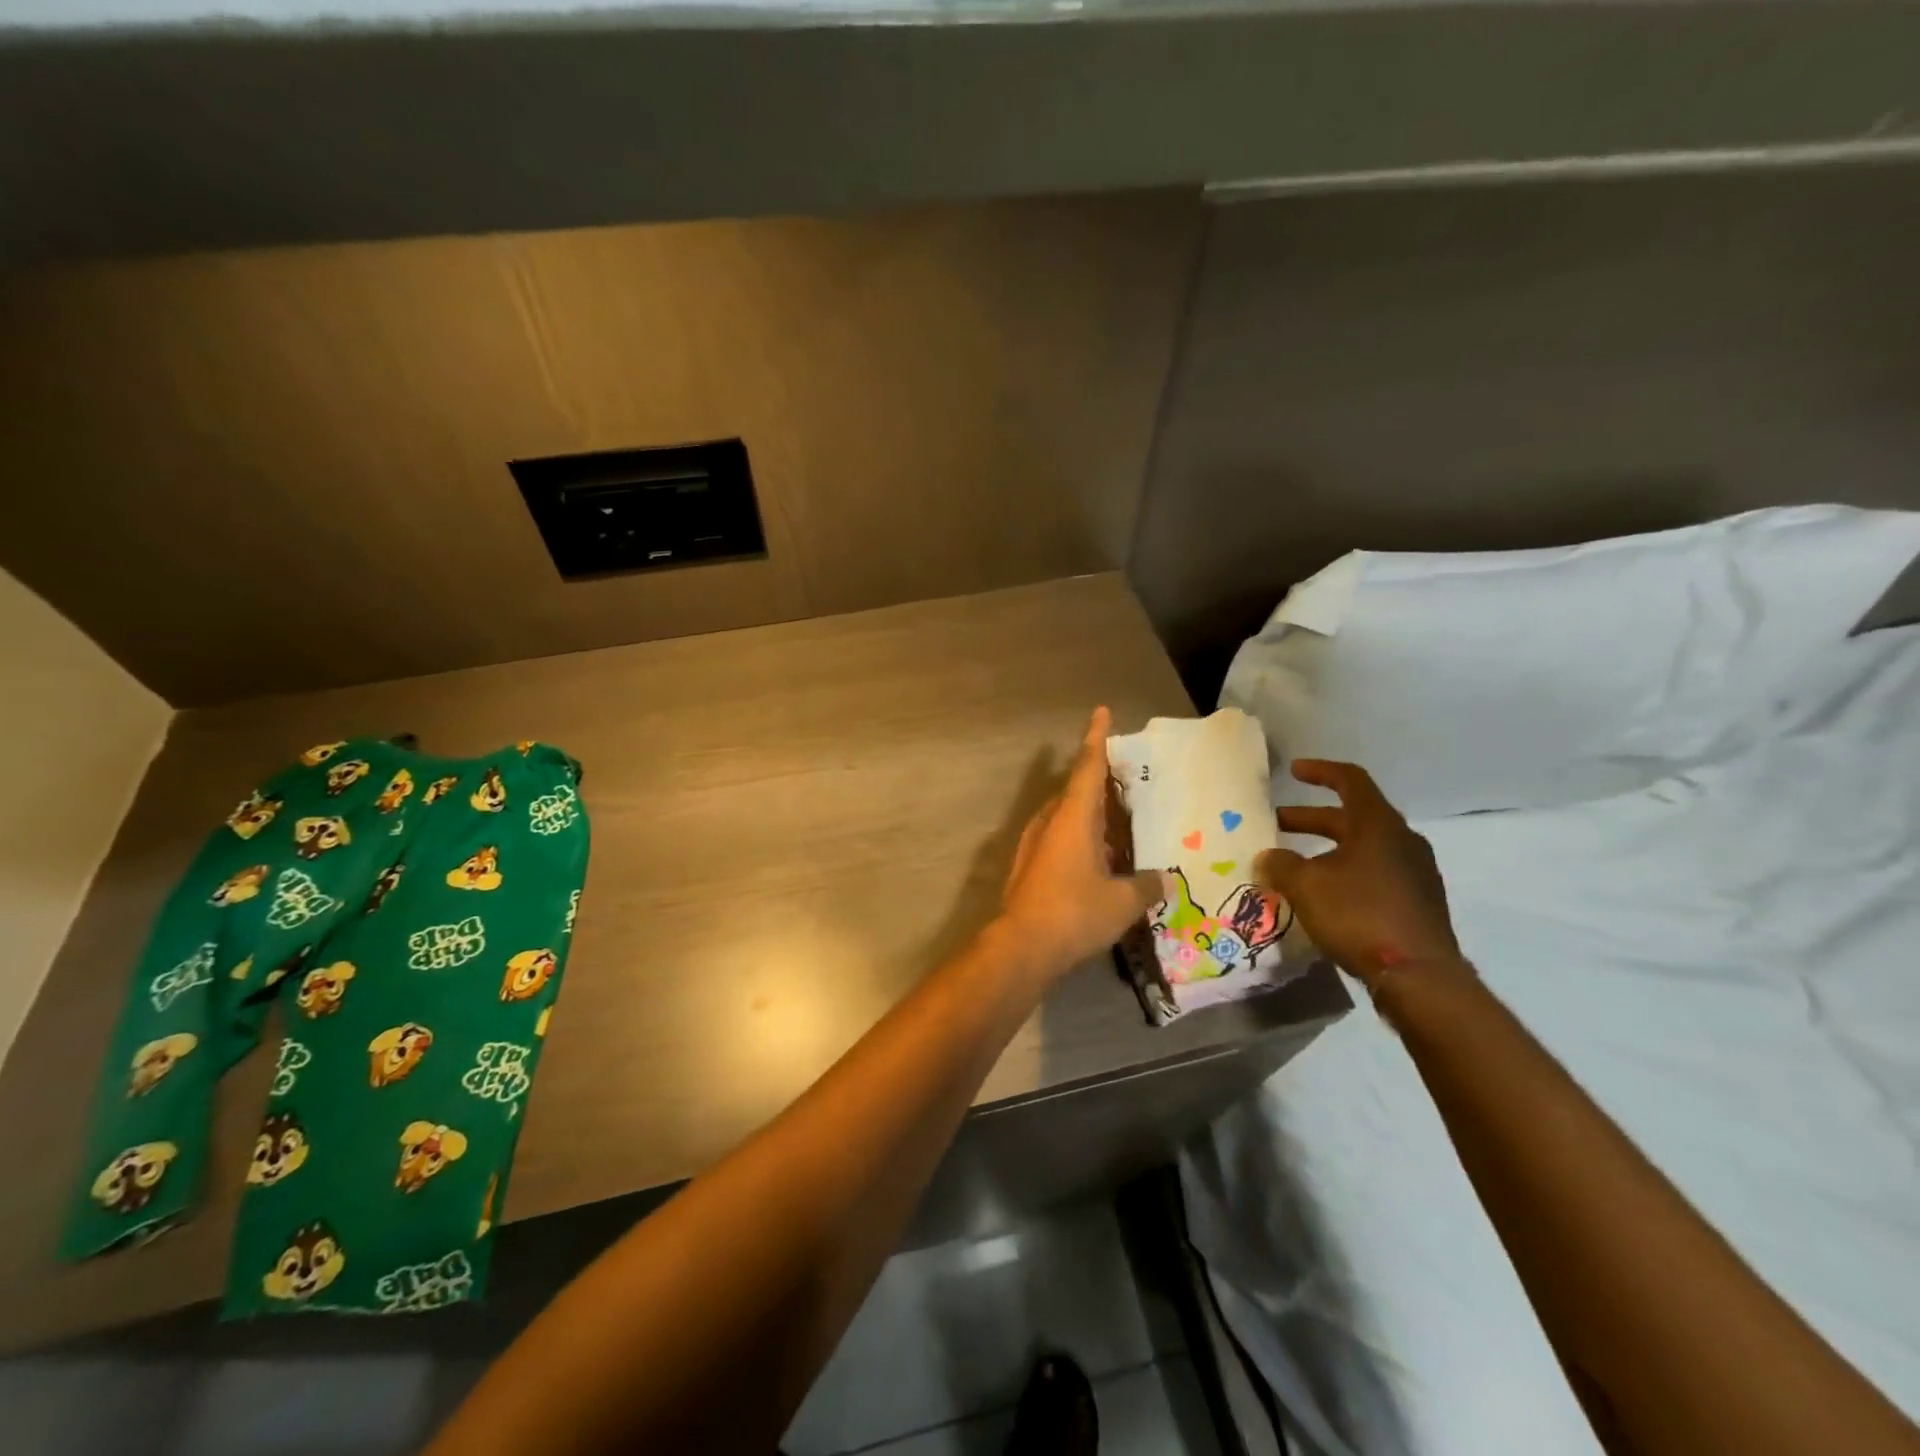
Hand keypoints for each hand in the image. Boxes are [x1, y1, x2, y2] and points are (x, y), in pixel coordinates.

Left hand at [998, 707, 1170, 981]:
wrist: (1022, 947)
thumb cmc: (1074, 913)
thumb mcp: (1121, 902)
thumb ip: (1145, 886)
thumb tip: (1165, 879)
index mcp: (1073, 817)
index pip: (1087, 767)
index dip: (1096, 738)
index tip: (1100, 712)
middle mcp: (1050, 822)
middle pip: (1076, 790)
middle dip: (1100, 783)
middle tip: (1128, 783)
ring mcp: (1035, 844)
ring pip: (1067, 818)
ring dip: (1091, 817)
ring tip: (1121, 827)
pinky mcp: (1029, 867)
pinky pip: (1060, 840)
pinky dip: (1081, 841)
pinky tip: (1100, 862)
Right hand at [1254, 760, 1461, 986]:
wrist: (1419, 976)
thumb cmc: (1359, 915)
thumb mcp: (1306, 886)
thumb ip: (1281, 865)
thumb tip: (1266, 857)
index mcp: (1378, 825)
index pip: (1350, 781)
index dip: (1320, 771)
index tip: (1293, 771)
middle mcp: (1401, 841)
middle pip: (1352, 817)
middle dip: (1311, 818)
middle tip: (1277, 824)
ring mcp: (1414, 873)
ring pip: (1363, 847)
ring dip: (1326, 848)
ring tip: (1295, 864)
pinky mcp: (1417, 903)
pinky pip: (1375, 873)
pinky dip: (1345, 872)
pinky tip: (1324, 895)